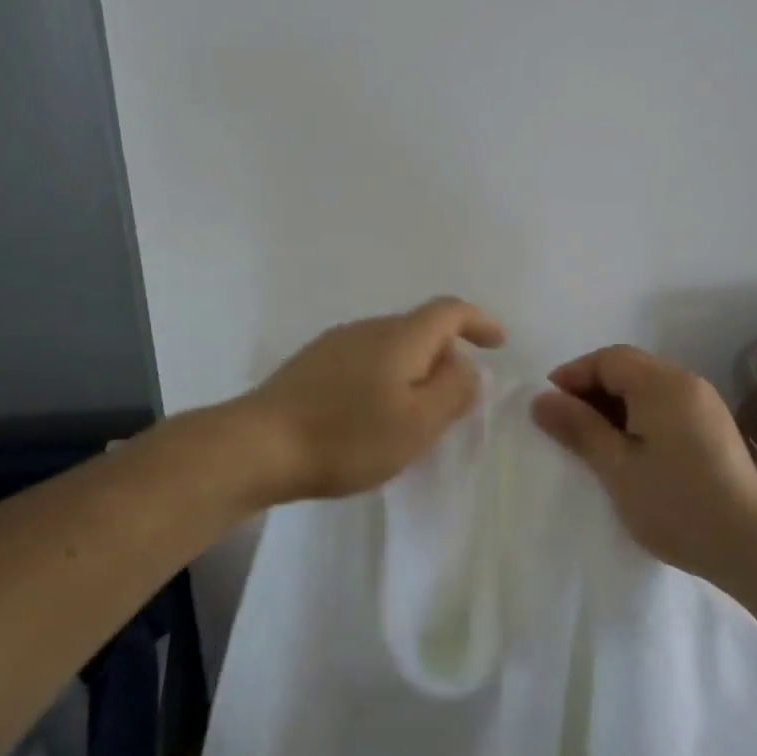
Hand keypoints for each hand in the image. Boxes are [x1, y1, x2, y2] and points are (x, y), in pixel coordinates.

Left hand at [244, 297, 506, 502]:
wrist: (258, 445)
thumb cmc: (348, 436)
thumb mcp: (418, 423)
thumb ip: (453, 391)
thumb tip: (467, 367)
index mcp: (400, 336)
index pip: (449, 310)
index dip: (479, 321)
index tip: (498, 343)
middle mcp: (368, 328)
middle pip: (419, 328)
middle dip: (445, 356)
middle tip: (453, 400)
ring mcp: (334, 343)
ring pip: (390, 346)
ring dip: (412, 371)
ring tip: (412, 414)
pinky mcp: (311, 364)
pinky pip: (364, 361)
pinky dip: (384, 378)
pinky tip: (371, 415)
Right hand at [532, 345, 756, 581]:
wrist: (753, 546)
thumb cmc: (676, 503)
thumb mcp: (616, 467)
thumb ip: (578, 428)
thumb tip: (541, 399)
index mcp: (662, 383)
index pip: (608, 358)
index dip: (573, 375)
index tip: (548, 407)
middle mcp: (686, 382)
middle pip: (629, 368)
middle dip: (592, 389)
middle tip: (565, 425)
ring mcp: (705, 405)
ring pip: (647, 388)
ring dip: (614, 404)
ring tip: (592, 441)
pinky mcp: (714, 428)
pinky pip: (665, 406)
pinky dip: (638, 417)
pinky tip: (629, 451)